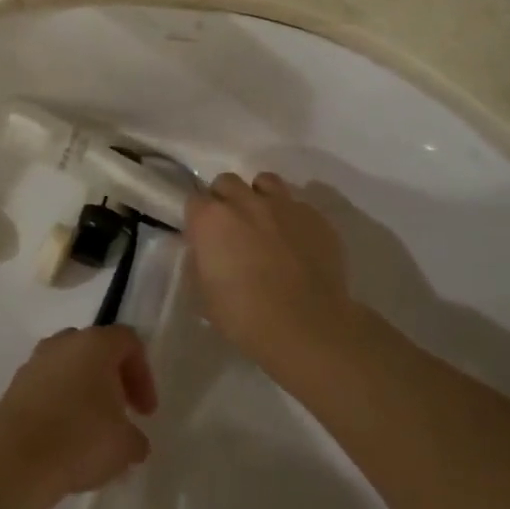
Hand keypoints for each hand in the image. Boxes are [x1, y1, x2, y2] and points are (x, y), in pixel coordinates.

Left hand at [0, 326, 157, 501]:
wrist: (15, 459)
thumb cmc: (80, 440)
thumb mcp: (125, 446)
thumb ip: (135, 438)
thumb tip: (132, 439)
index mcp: (95, 344)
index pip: (128, 341)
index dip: (143, 375)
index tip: (145, 412)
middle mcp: (63, 343)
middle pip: (95, 349)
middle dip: (111, 378)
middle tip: (120, 412)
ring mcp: (34, 362)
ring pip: (68, 367)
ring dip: (83, 391)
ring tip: (91, 429)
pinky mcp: (14, 386)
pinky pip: (46, 387)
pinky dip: (59, 404)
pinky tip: (64, 438)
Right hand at [185, 172, 361, 367]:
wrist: (306, 327)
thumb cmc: (244, 315)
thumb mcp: (204, 293)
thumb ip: (200, 261)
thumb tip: (207, 251)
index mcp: (211, 219)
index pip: (194, 201)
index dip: (197, 218)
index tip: (203, 236)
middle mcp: (245, 202)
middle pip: (227, 182)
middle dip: (225, 199)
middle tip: (231, 227)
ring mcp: (283, 206)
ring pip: (265, 182)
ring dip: (259, 196)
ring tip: (264, 222)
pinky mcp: (316, 217)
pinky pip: (297, 205)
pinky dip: (291, 217)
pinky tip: (296, 242)